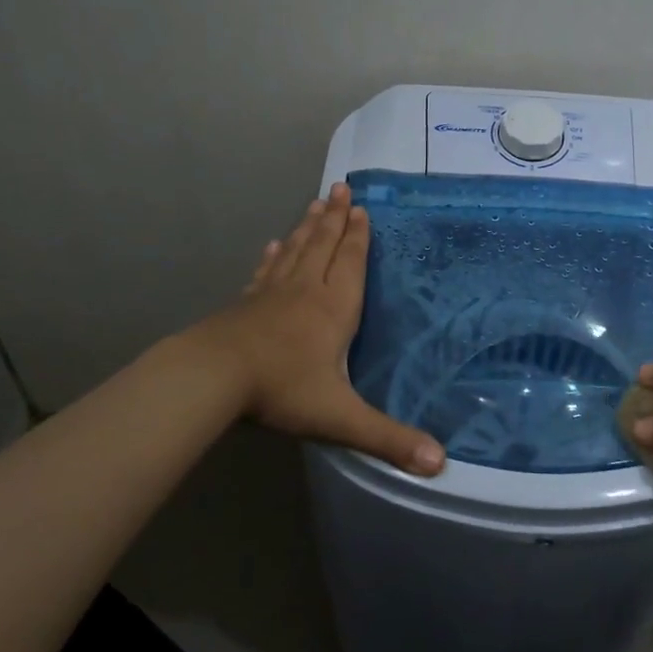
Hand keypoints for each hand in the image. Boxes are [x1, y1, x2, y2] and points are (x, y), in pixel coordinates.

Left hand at [190, 183, 445, 476]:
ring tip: (316, 203)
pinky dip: (274, 256)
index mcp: (334, 308)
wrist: (212, 377)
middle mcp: (306, 291)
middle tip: (340, 187)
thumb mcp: (340, 417)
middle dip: (335, 218)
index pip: (351, 263)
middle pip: (324, 246)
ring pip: (296, 252)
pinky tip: (273, 245)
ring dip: (308, 227)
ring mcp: (272, 294)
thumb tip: (440, 464)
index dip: (358, 236)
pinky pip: (266, 272)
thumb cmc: (282, 390)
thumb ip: (388, 438)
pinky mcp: (245, 304)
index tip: (361, 208)